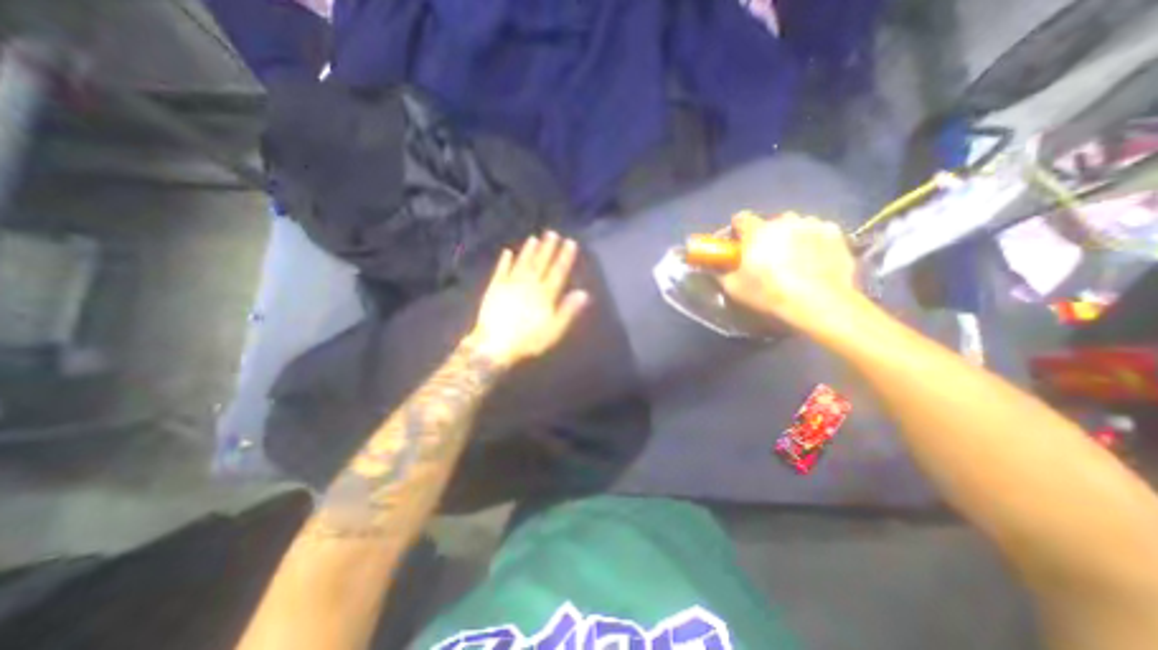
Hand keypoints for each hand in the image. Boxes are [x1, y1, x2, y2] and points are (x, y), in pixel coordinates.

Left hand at [464, 232, 589, 363]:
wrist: (495, 345)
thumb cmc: (529, 341)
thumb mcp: (554, 330)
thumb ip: (568, 310)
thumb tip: (584, 293)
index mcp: (545, 295)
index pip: (558, 272)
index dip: (565, 257)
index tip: (570, 242)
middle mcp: (529, 285)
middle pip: (540, 263)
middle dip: (548, 248)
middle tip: (553, 233)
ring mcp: (510, 285)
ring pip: (522, 264)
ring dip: (528, 250)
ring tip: (534, 238)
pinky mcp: (495, 289)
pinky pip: (501, 271)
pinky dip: (504, 262)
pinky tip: (507, 252)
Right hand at [720, 212, 859, 327]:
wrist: (818, 303)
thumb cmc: (769, 294)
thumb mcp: (733, 288)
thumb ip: (720, 272)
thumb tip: (713, 266)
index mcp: (757, 231)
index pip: (741, 218)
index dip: (737, 230)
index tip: (738, 244)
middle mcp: (784, 221)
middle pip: (770, 223)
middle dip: (766, 236)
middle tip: (766, 258)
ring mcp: (812, 224)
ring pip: (795, 225)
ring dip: (790, 236)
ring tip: (793, 259)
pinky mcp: (836, 233)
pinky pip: (818, 232)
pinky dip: (813, 241)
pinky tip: (814, 260)